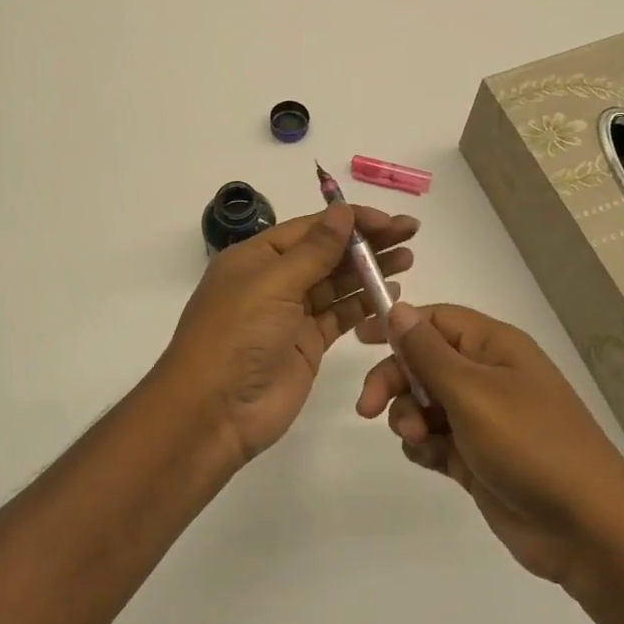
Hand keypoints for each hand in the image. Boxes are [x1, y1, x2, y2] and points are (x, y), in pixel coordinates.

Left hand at [163, 202, 418, 460]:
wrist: (213, 412)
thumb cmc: (236, 336)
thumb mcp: (273, 285)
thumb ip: (313, 251)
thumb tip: (342, 211)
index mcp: (256, 257)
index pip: (311, 228)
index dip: (351, 220)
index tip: (390, 219)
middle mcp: (274, 280)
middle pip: (327, 252)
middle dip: (367, 242)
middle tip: (410, 233)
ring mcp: (291, 314)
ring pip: (336, 283)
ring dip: (369, 270)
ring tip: (408, 259)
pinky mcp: (306, 344)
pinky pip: (339, 315)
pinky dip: (363, 303)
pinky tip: (390, 292)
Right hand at [356, 303, 623, 596]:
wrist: (588, 531)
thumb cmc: (530, 445)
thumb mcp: (472, 392)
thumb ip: (427, 352)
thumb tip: (397, 308)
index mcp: (494, 347)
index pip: (435, 320)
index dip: (397, 325)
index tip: (358, 340)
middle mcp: (488, 376)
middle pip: (423, 362)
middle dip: (394, 381)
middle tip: (369, 409)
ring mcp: (484, 419)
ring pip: (425, 402)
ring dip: (409, 416)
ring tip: (419, 439)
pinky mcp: (479, 458)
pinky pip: (436, 438)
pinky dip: (424, 445)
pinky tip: (428, 458)